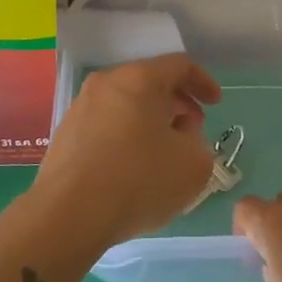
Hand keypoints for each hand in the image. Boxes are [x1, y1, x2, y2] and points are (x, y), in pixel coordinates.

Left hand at [28, 54, 221, 253]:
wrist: (67, 216)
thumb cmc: (138, 181)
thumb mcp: (193, 165)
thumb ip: (198, 141)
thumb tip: (180, 134)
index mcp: (139, 79)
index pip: (180, 65)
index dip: (204, 82)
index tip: (216, 104)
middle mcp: (106, 83)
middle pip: (150, 82)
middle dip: (177, 102)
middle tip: (192, 129)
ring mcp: (81, 107)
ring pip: (126, 103)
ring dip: (150, 120)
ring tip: (163, 151)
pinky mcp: (65, 134)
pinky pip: (106, 124)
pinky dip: (126, 134)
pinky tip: (133, 166)